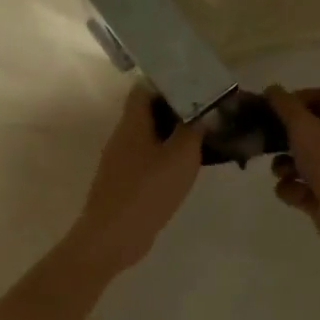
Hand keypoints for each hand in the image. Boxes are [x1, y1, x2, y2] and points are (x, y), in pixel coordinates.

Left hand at [69, 87, 203, 275]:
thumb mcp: (181, 156)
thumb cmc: (147, 190)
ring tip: (202, 139)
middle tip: (206, 113)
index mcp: (131, 123)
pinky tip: (186, 168)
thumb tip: (202, 111)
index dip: (168, 82)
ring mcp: (121, 162)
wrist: (113, 237)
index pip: (144, 88)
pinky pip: (147, 160)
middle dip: (176, 110)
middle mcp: (122, 137)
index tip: (195, 85)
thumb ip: (193, 130)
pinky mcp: (125, 183)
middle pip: (148, 113)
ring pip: (149, 138)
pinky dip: (166, 158)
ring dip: (173, 136)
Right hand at [264, 86, 319, 257]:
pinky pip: (301, 188)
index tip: (273, 106)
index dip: (297, 98)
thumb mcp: (304, 127)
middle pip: (309, 131)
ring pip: (301, 162)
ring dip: (284, 165)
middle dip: (284, 136)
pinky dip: (293, 190)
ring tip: (281, 172)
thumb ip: (285, 106)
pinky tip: (294, 194)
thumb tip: (272, 88)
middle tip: (263, 139)